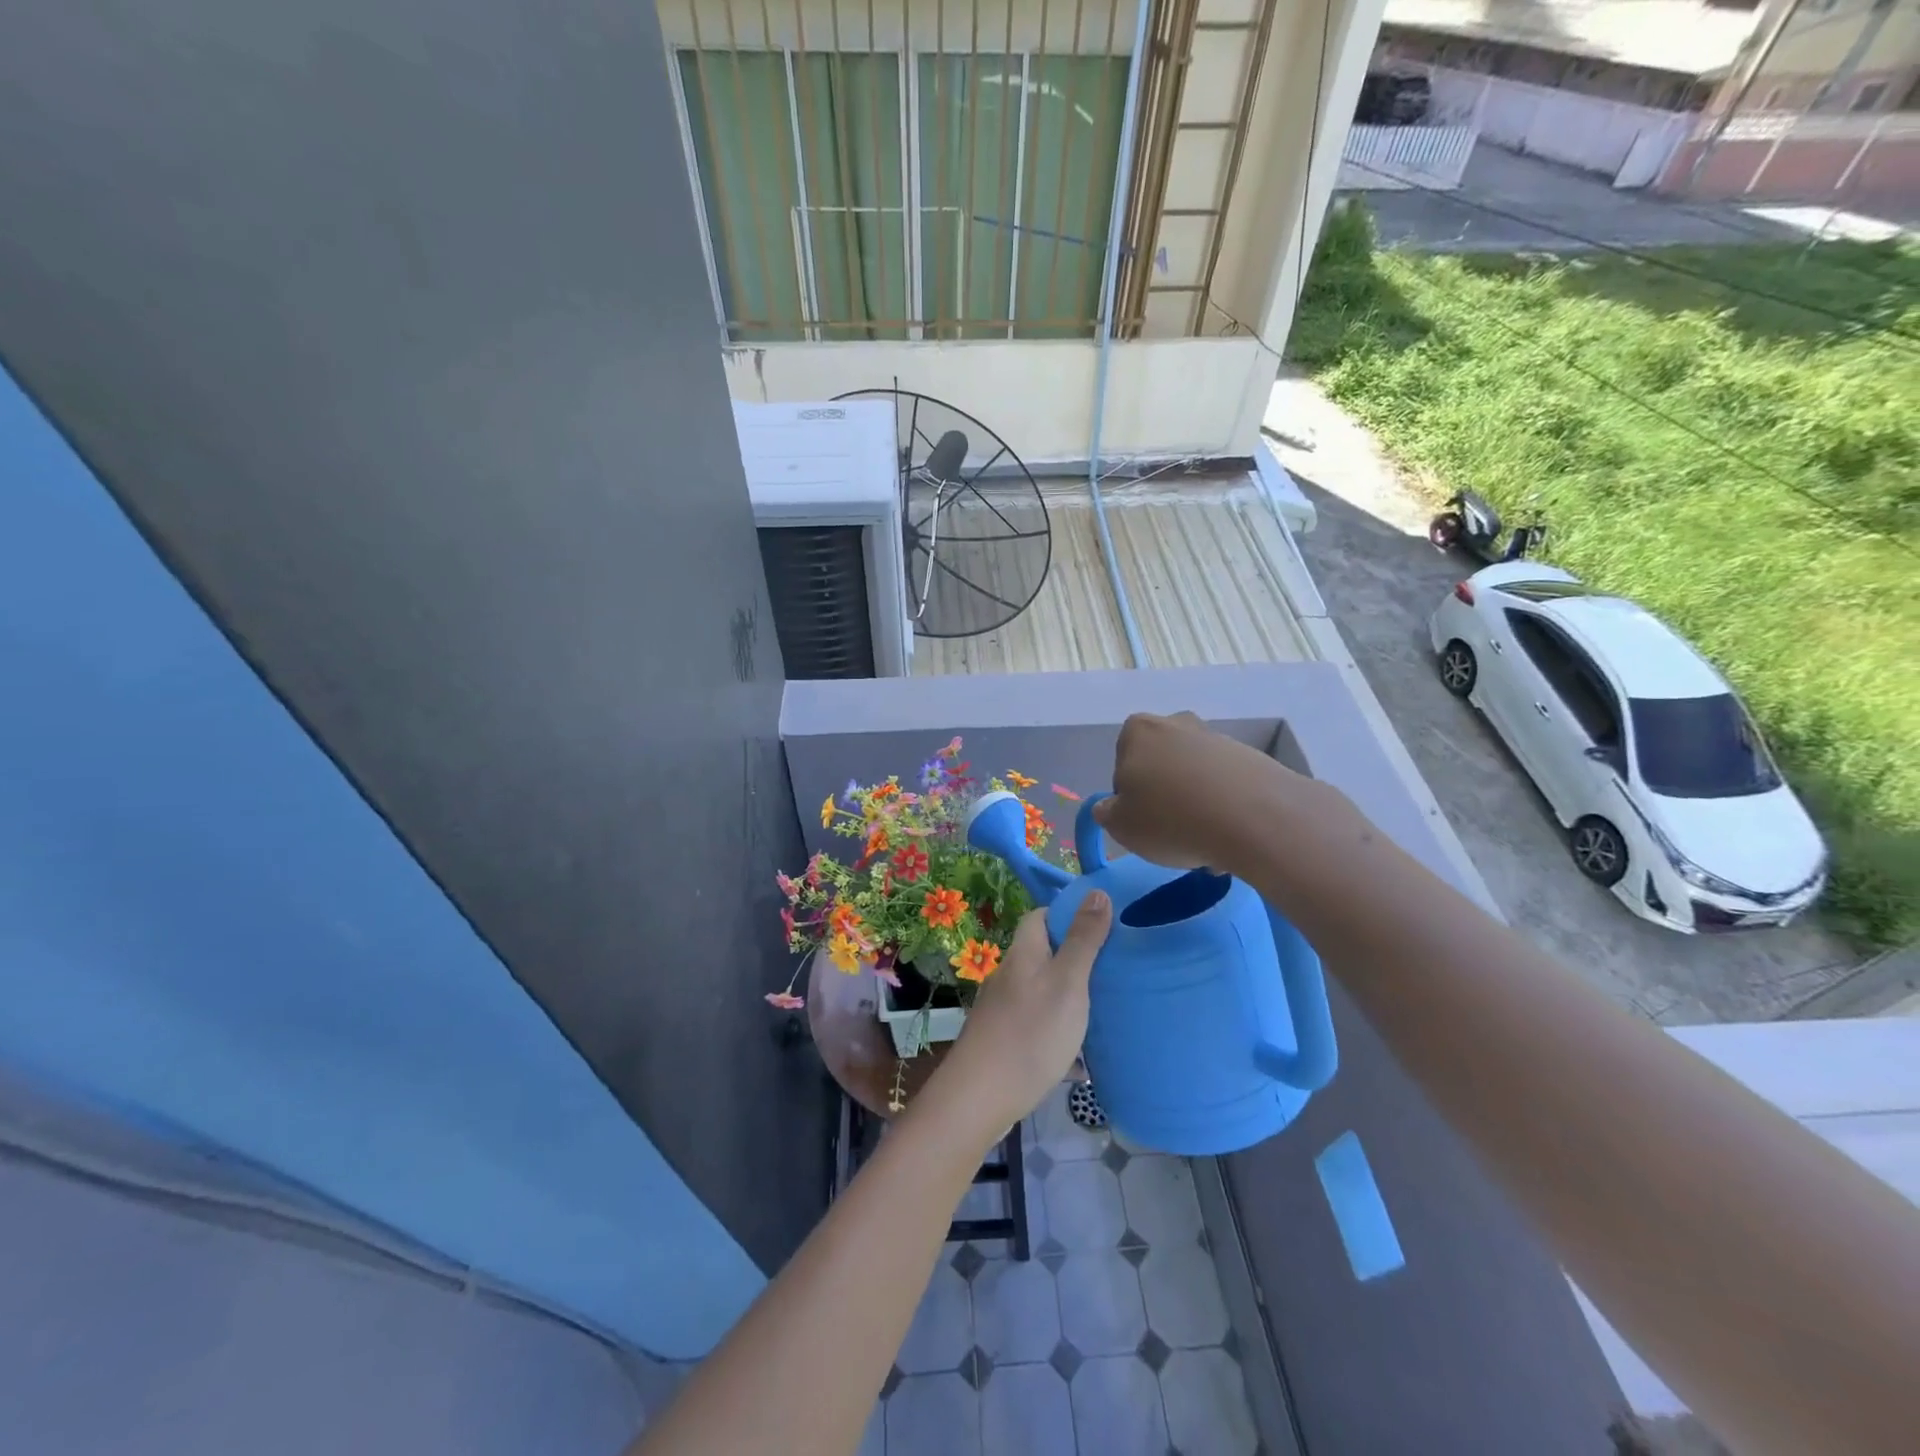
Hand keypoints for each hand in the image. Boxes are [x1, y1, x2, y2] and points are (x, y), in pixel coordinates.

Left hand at [926, 896, 1112, 1141]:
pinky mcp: (1004, 1042)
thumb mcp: (1067, 982)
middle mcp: (1009, 976)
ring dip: (1069, 998)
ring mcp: (1003, 1011)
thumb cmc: (1030, 1033)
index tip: (1101, 926)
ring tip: (1105, 1011)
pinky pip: (1038, 1027)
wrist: (980, 1097)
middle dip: (1075, 959)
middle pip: (1043, 955)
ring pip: (1042, 993)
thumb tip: (1096, 891)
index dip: (1067, 915)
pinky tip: (1082, 1059)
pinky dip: (1060, 1035)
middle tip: (1112, 971)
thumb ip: (1083, 939)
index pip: (1039, 917)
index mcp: (1023, 953)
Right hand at [1094, 711, 1328, 875]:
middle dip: (1165, 797)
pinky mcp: (1252, 758)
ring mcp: (1218, 739)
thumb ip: (1107, 812)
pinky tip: (1229, 837)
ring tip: (1205, 844)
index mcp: (1138, 731)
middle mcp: (1177, 724)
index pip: (1123, 766)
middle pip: (1161, 767)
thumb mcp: (1120, 826)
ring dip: (1196, 807)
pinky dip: (1224, 809)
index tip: (1143, 822)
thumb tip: (1112, 806)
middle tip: (1172, 833)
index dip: (1129, 797)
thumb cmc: (1170, 818)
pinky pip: (1227, 788)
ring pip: (1195, 779)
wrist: (1254, 819)